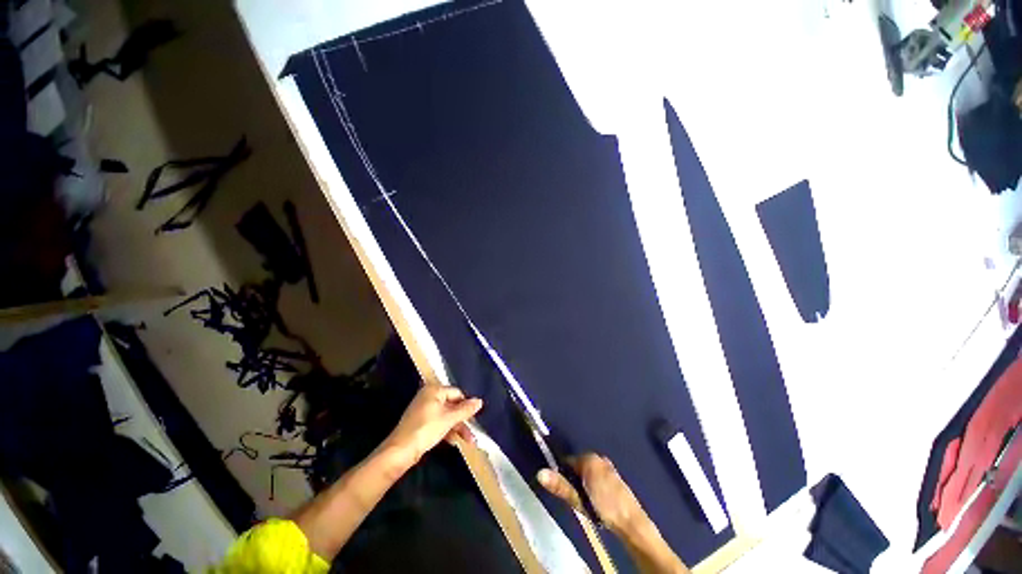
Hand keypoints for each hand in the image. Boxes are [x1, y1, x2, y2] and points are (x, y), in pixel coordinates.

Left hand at [383, 384, 482, 466]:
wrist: (400, 451)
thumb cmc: (426, 429)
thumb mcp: (449, 419)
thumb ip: (465, 410)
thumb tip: (480, 401)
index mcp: (434, 390)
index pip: (457, 393)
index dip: (467, 405)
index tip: (475, 418)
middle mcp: (429, 396)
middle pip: (452, 405)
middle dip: (463, 420)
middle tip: (473, 433)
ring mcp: (424, 410)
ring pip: (446, 416)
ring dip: (457, 428)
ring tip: (468, 442)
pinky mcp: (421, 423)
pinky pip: (439, 422)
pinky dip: (447, 430)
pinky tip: (453, 442)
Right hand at [539, 454, 688, 573]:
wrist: (632, 522)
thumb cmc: (603, 508)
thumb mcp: (578, 499)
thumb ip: (560, 485)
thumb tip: (540, 473)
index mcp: (589, 458)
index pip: (567, 461)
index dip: (564, 475)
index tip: (566, 491)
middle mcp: (598, 457)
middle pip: (578, 465)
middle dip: (575, 479)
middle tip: (577, 498)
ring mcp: (608, 466)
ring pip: (588, 471)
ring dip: (585, 482)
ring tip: (588, 501)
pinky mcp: (615, 475)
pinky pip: (598, 474)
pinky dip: (594, 484)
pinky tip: (598, 500)